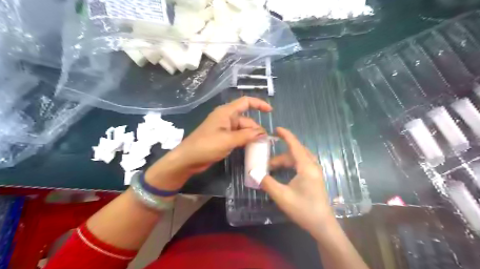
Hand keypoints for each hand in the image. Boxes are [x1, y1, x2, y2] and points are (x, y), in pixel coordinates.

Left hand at [147, 96, 271, 188]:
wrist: (188, 159)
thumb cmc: (206, 145)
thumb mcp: (228, 140)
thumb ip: (247, 135)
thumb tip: (263, 133)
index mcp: (226, 113)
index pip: (245, 102)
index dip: (259, 104)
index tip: (270, 112)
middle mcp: (226, 118)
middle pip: (246, 119)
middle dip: (256, 129)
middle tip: (265, 142)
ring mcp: (224, 129)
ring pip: (243, 129)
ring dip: (251, 136)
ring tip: (260, 146)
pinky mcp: (223, 138)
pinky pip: (238, 137)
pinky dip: (245, 141)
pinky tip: (251, 148)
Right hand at [261, 127, 334, 237]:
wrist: (322, 226)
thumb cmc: (303, 209)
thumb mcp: (282, 196)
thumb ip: (267, 182)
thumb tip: (253, 173)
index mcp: (306, 167)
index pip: (295, 145)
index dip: (286, 136)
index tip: (276, 129)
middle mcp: (312, 166)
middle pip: (295, 153)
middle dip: (280, 155)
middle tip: (267, 162)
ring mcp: (314, 172)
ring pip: (298, 159)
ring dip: (284, 162)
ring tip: (271, 170)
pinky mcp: (314, 178)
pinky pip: (301, 165)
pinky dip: (290, 166)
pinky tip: (282, 174)